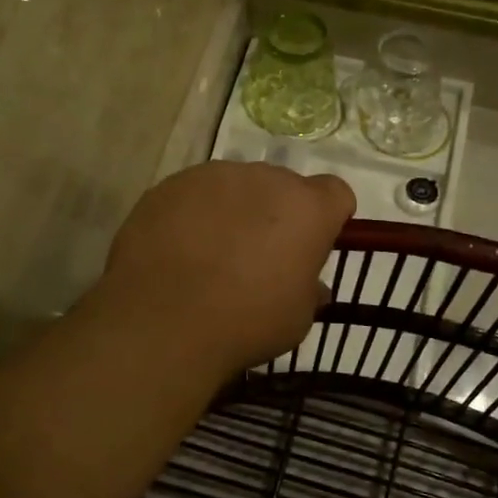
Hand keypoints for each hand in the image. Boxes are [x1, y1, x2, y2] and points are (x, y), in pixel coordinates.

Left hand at [97, 160, 355, 377]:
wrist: (162, 320)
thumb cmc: (245, 322)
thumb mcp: (296, 319)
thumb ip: (309, 291)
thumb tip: (311, 286)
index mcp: (307, 208)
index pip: (335, 193)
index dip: (327, 218)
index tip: (312, 245)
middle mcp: (264, 178)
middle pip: (281, 187)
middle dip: (277, 214)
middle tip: (259, 256)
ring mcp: (213, 176)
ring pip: (235, 187)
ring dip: (233, 210)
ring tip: (212, 253)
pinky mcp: (170, 185)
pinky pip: (193, 194)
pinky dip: (193, 214)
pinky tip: (178, 249)